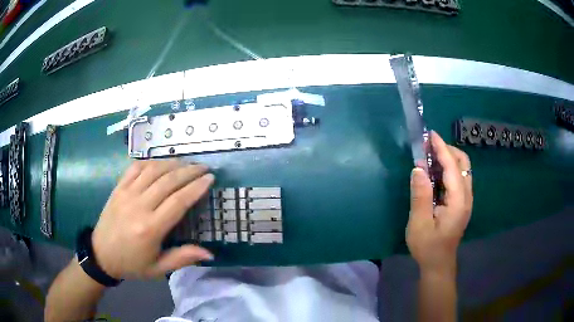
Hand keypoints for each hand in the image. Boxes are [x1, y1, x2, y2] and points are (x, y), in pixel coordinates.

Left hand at [91, 160, 214, 278]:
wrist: (101, 255)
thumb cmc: (132, 264)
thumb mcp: (158, 269)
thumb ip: (182, 258)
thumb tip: (209, 253)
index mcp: (150, 228)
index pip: (178, 201)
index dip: (196, 187)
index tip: (210, 178)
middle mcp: (139, 206)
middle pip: (168, 181)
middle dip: (189, 171)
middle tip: (203, 167)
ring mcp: (127, 193)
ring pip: (153, 170)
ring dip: (172, 163)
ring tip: (186, 163)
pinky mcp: (118, 188)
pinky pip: (136, 168)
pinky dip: (151, 162)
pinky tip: (161, 163)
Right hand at [406, 131, 472, 275]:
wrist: (438, 263)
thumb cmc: (428, 247)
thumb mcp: (419, 224)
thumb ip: (420, 195)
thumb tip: (418, 168)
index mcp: (458, 201)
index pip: (452, 168)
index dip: (442, 149)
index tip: (431, 135)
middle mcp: (466, 196)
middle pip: (463, 163)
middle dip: (448, 150)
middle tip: (428, 146)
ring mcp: (466, 199)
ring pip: (462, 169)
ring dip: (448, 158)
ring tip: (430, 155)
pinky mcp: (462, 202)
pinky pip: (458, 177)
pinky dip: (448, 168)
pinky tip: (435, 172)